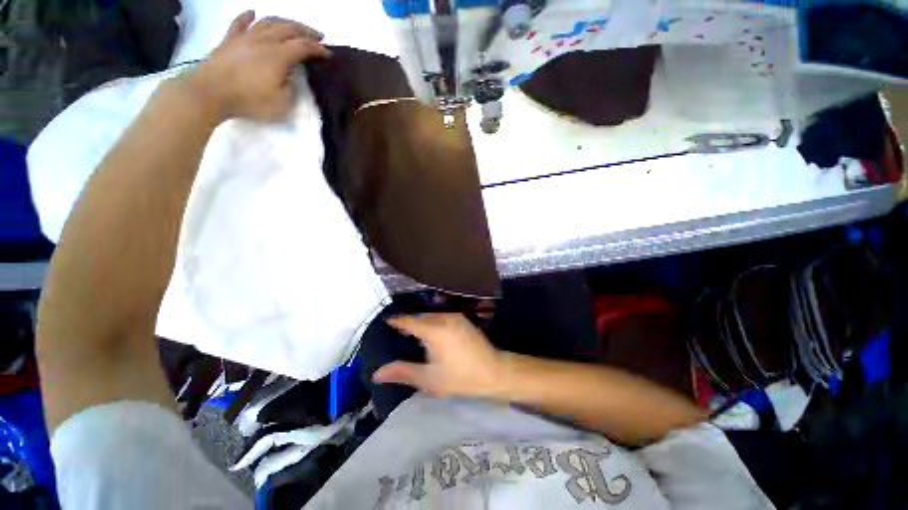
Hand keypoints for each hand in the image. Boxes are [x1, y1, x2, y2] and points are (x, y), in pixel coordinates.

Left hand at [180, 11, 330, 121]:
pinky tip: (253, 13)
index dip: (318, 49)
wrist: (211, 92)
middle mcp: (264, 40)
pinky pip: (240, 23)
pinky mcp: (229, 40)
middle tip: (317, 36)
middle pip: (288, 28)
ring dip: (284, 21)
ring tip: (293, 26)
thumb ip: (290, 88)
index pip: (304, 47)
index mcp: (279, 56)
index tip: (328, 54)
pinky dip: (248, 16)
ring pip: (268, 21)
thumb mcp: (281, 104)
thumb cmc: (249, 100)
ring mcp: (245, 37)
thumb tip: (289, 75)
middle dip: (306, 31)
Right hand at [373, 314, 506, 398]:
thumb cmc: (461, 377)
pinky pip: (442, 317)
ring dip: (421, 323)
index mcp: (435, 330)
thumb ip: (403, 372)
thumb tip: (377, 373)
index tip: (385, 322)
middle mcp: (444, 318)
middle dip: (408, 323)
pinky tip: (431, 334)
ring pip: (431, 316)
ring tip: (412, 335)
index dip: (396, 321)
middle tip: (396, 334)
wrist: (494, 371)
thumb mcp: (430, 379)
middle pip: (420, 317)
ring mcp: (456, 317)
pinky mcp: (463, 319)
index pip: (409, 321)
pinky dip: (432, 323)